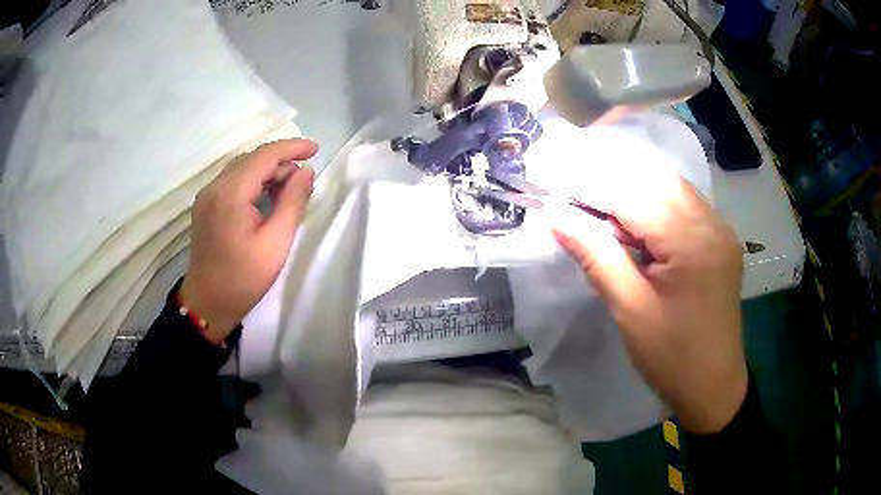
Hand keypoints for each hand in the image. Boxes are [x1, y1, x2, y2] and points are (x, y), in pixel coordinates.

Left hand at [180, 139, 317, 343]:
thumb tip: (305, 172)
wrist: (208, 303)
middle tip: (304, 181)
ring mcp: (207, 195)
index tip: (316, 150)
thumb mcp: (276, 243)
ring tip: (288, 189)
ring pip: (242, 167)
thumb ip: (292, 202)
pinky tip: (265, 196)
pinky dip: (252, 181)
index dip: (292, 148)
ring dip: (267, 171)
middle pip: (252, 158)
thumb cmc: (243, 279)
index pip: (265, 155)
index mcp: (231, 193)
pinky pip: (232, 180)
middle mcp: (215, 186)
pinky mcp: (205, 204)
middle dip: (281, 161)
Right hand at [553, 175, 746, 433]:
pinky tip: (644, 235)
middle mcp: (712, 223)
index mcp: (692, 241)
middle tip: (585, 214)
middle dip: (617, 191)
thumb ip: (596, 256)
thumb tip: (557, 217)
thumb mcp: (630, 309)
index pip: (636, 196)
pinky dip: (660, 209)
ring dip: (639, 199)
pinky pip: (687, 208)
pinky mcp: (722, 241)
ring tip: (613, 227)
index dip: (594, 192)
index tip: (561, 198)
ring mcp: (722, 230)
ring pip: (673, 190)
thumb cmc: (671, 356)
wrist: (713, 386)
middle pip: (656, 183)